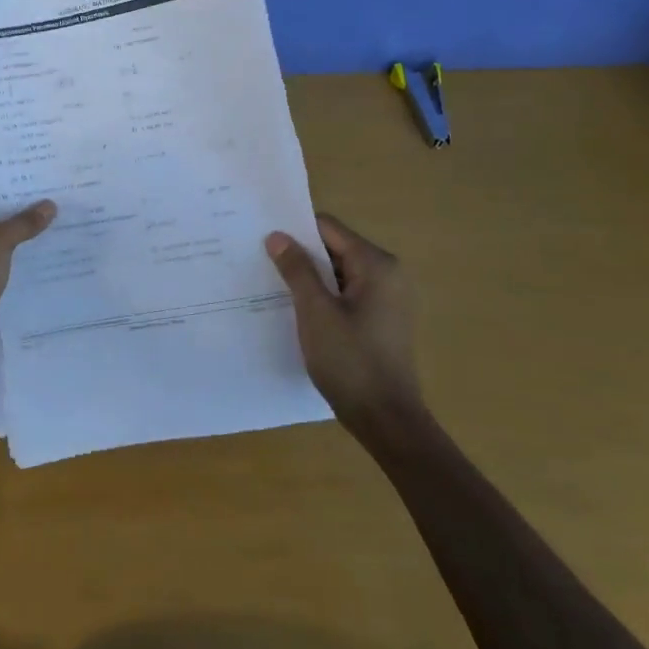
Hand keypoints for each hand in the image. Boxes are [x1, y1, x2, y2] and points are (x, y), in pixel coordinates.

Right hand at [265, 214, 423, 434]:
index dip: (295, 231)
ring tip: (272, 284)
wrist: (386, 419)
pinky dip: (323, 296)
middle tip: (260, 260)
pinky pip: (346, 294)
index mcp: (376, 265)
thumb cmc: (351, 361)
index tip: (263, 238)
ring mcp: (387, 298)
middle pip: (335, 248)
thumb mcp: (315, 312)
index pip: (329, 228)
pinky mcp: (381, 319)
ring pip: (339, 273)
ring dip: (309, 277)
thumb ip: (297, 269)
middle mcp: (387, 274)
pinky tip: (296, 309)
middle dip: (300, 255)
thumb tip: (277, 236)